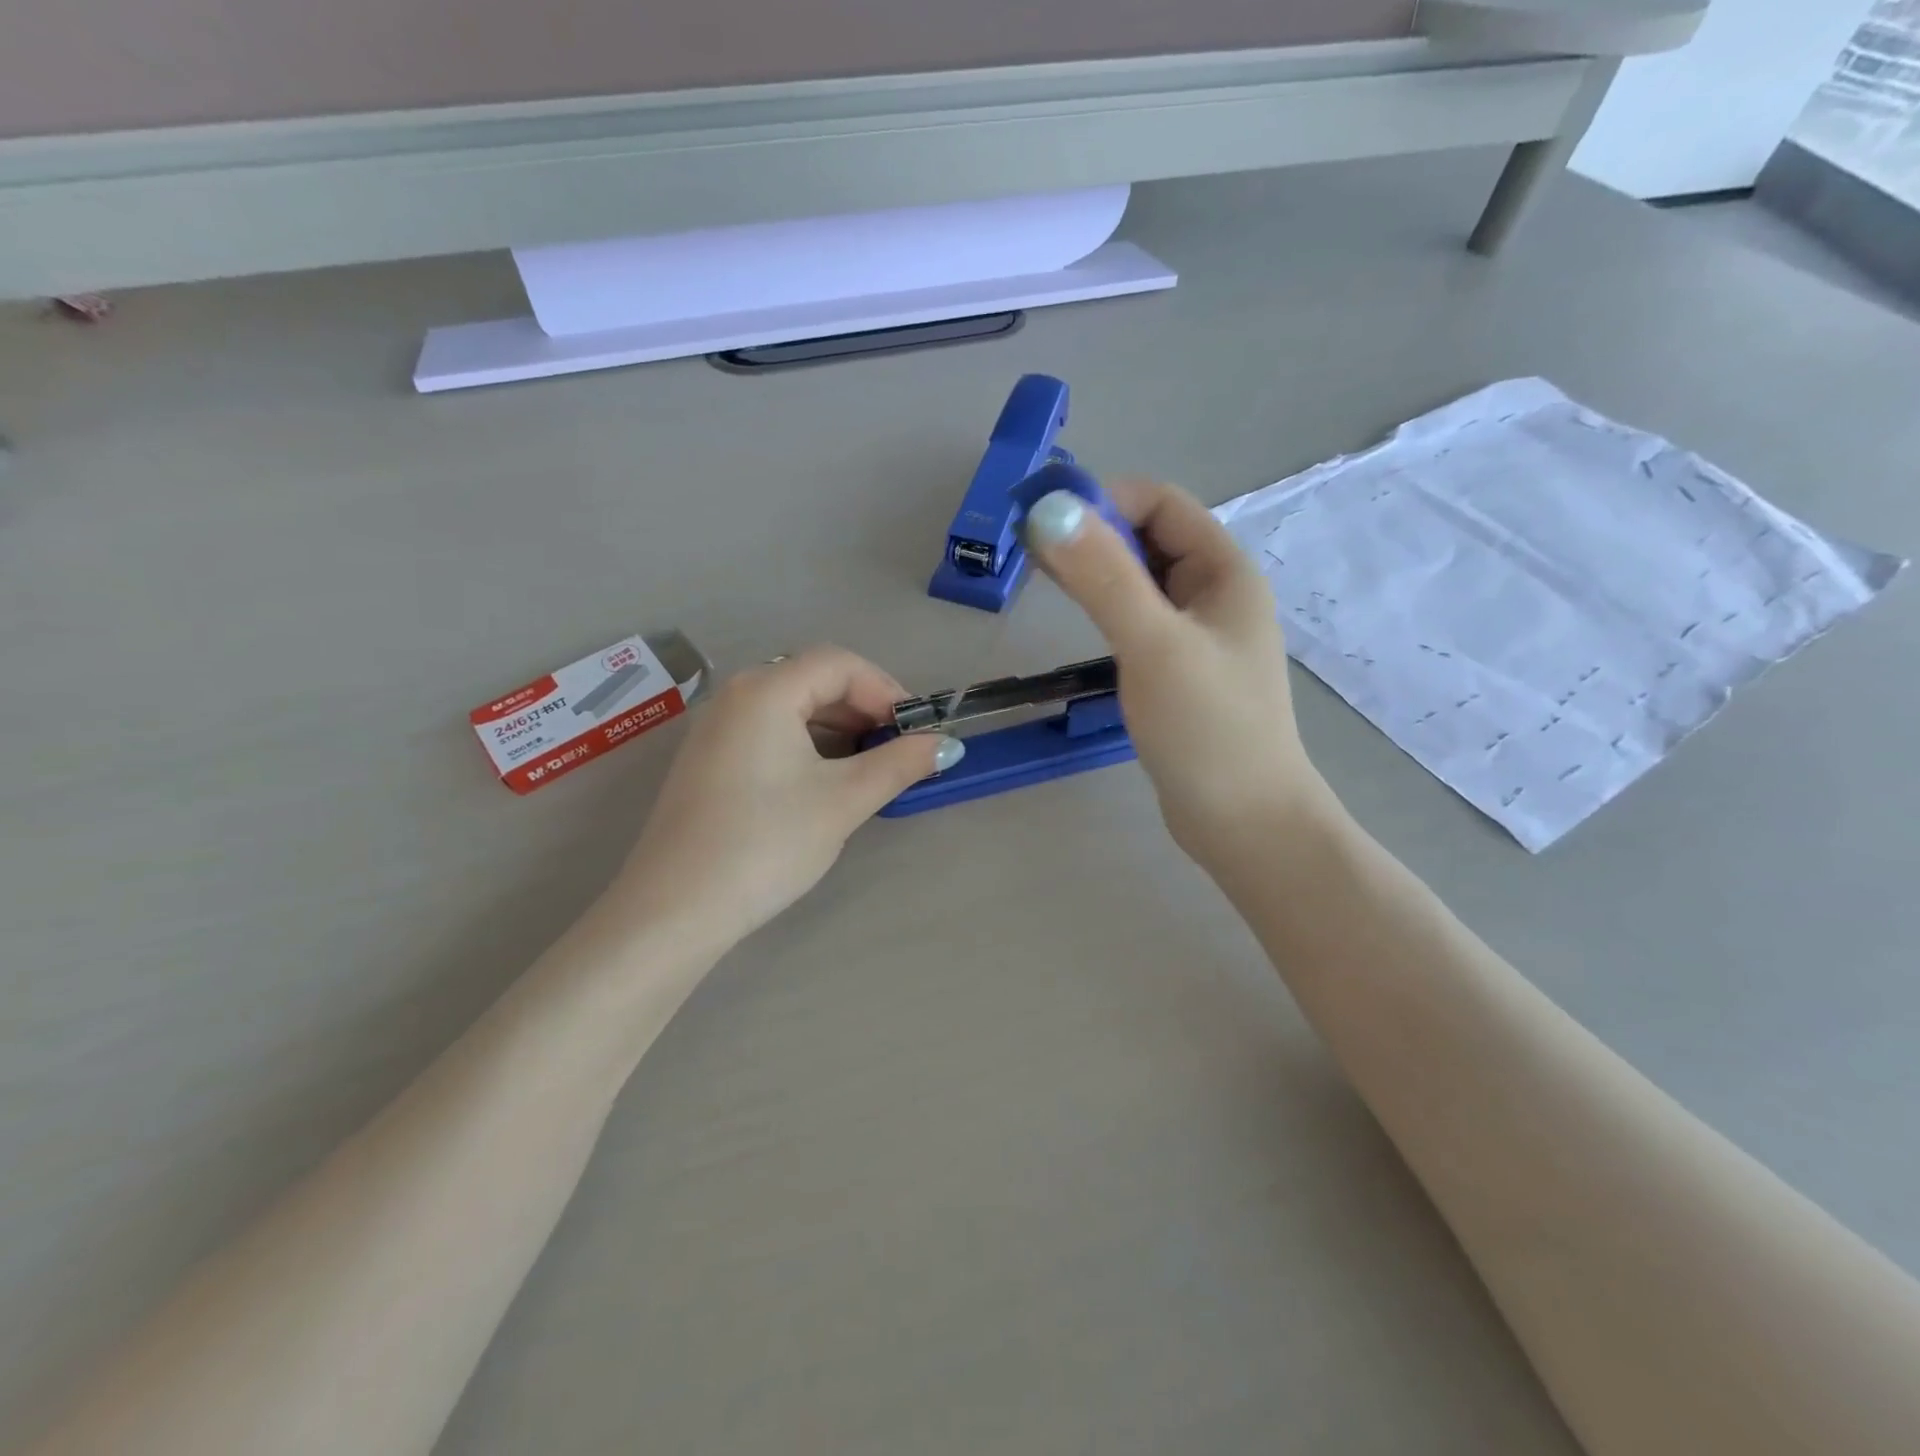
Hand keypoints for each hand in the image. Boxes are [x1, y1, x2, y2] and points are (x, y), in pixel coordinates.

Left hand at [609, 647, 960, 944]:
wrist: (675, 909)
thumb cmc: (766, 843)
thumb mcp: (843, 801)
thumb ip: (899, 764)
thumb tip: (945, 745)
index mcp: (765, 690)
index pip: (839, 663)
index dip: (885, 688)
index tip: (915, 730)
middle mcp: (735, 696)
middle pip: (813, 679)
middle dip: (863, 708)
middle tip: (897, 749)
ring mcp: (715, 728)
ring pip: (790, 707)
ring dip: (837, 727)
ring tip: (868, 766)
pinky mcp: (707, 760)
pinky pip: (767, 731)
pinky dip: (806, 744)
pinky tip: (824, 780)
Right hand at [1022, 480, 1331, 867]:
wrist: (1243, 821)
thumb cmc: (1206, 729)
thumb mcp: (1152, 645)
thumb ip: (1104, 577)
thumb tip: (1051, 509)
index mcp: (1224, 572)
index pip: (1162, 504)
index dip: (1104, 500)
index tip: (1046, 523)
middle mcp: (1215, 593)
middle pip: (1150, 539)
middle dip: (1093, 535)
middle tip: (1032, 553)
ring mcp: (1199, 634)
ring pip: (1142, 581)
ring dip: (1097, 571)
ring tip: (1045, 580)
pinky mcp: (1180, 671)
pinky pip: (1140, 620)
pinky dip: (1107, 608)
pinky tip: (1080, 621)